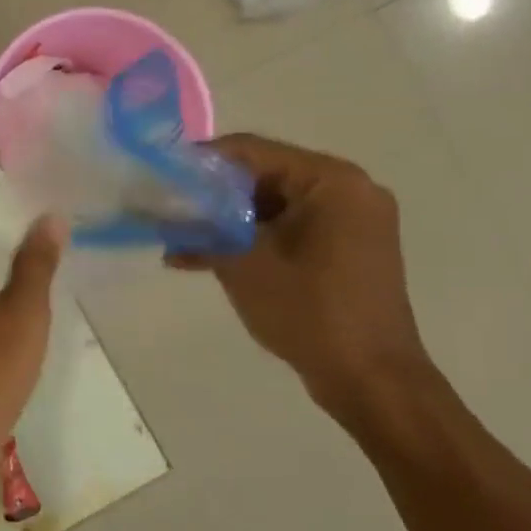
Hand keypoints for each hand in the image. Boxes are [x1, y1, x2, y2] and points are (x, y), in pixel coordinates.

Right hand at [167, 134, 430, 413]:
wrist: (371, 380)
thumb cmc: (309, 311)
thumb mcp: (243, 262)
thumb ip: (202, 226)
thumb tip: (163, 209)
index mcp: (331, 181)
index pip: (251, 151)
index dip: (199, 162)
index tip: (159, 178)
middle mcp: (347, 190)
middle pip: (261, 176)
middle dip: (209, 197)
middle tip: (164, 212)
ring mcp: (348, 222)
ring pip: (270, 207)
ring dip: (223, 223)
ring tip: (175, 241)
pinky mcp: (343, 250)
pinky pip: (286, 230)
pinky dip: (249, 241)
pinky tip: (201, 259)